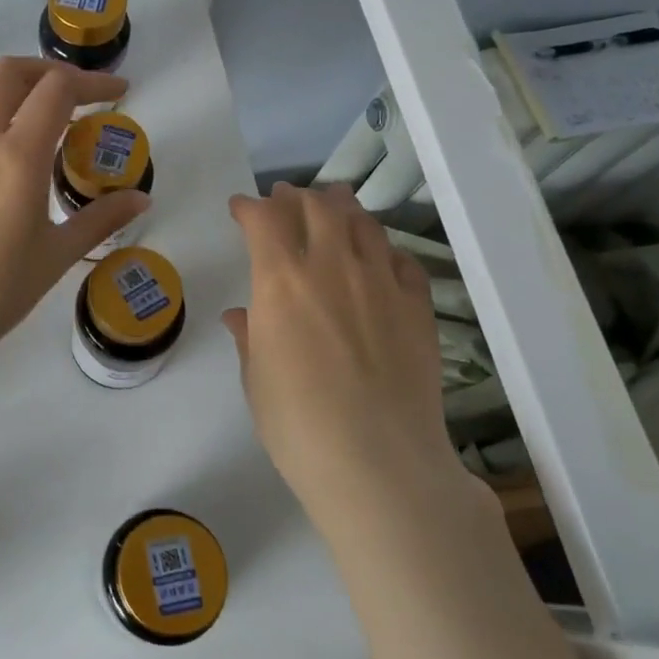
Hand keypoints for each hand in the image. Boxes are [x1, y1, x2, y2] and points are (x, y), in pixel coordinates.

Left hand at [0, 57, 148, 359]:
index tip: (119, 94)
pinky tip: (8, 148)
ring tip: (39, 107)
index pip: (56, 90)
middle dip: (49, 69)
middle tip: (78, 93)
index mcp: (17, 157)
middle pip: (9, 72)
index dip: (93, 82)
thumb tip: (140, 198)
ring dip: (13, 82)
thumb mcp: (57, 255)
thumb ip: (101, 219)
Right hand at [224, 183, 462, 530]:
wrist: (378, 462)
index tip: (240, 208)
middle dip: (296, 197)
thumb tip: (242, 316)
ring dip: (342, 208)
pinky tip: (379, 257)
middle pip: (318, 207)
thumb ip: (250, 338)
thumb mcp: (257, 380)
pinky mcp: (418, 307)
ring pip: (363, 224)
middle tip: (285, 199)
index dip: (249, 207)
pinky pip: (401, 260)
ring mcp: (381, 283)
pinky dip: (383, 249)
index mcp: (281, 280)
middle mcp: (332, 267)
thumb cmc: (297, 424)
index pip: (264, 219)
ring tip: (333, 206)